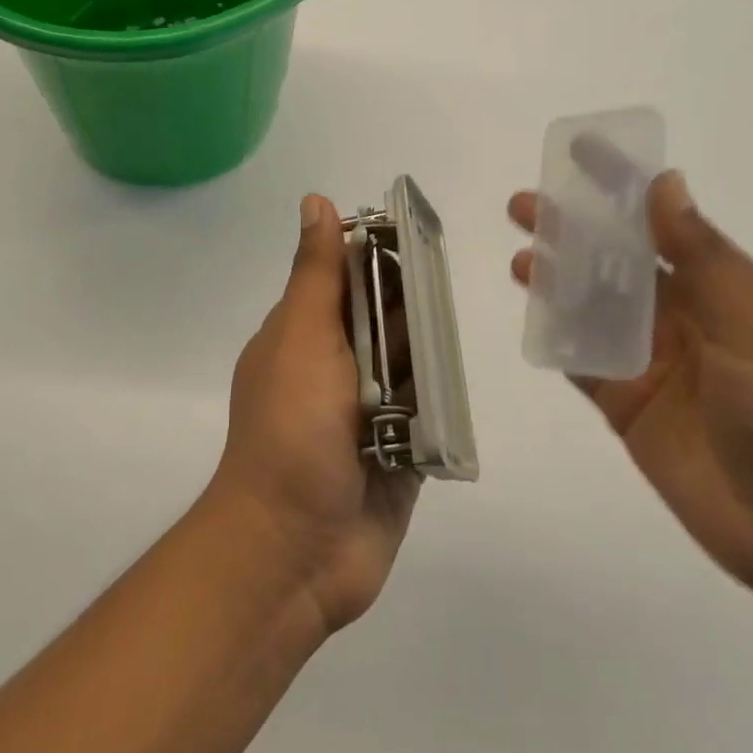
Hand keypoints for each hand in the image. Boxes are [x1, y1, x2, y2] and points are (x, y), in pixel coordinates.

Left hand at [209, 195, 420, 633]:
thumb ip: (316, 273)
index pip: (347, 275)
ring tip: (460, 317)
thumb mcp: (301, 337)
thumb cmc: (291, 429)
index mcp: (306, 333)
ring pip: (408, 361)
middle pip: (383, 317)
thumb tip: (316, 200)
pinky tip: (461, 374)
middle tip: (449, 277)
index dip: (379, 251)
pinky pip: (426, 413)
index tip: (418, 231)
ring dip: (428, 345)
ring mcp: (367, 411)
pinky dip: (440, 397)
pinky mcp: (399, 452)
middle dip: (411, 298)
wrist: (294, 551)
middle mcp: (336, 365)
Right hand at [509, 172, 752, 601]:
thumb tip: (666, 182)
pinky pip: (583, 359)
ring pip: (592, 305)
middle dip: (572, 229)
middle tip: (525, 207)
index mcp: (720, 287)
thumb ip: (701, 255)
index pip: (660, 221)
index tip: (580, 152)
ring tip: (522, 261)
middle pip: (614, 259)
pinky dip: (558, 337)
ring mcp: (652, 360)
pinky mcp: (628, 402)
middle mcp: (681, 315)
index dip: (620, 185)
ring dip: (557, 279)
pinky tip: (532, 317)